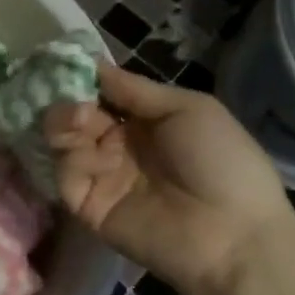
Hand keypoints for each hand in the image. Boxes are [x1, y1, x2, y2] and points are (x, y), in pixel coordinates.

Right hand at [44, 63, 294, 294]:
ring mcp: (102, 174)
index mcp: (145, 121)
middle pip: (77, 113)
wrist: (232, 234)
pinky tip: (82, 147)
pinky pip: (66, 174)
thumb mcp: (187, 108)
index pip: (102, 93)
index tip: (63, 60)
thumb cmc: (220, 161)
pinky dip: (67, 157)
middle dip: (68, 97)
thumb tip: (92, 65)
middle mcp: (118, 144)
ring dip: (63, 121)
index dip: (83, 77)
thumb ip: (135, 89)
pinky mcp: (88, 204)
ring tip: (76, 117)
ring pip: (64, 140)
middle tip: (68, 93)